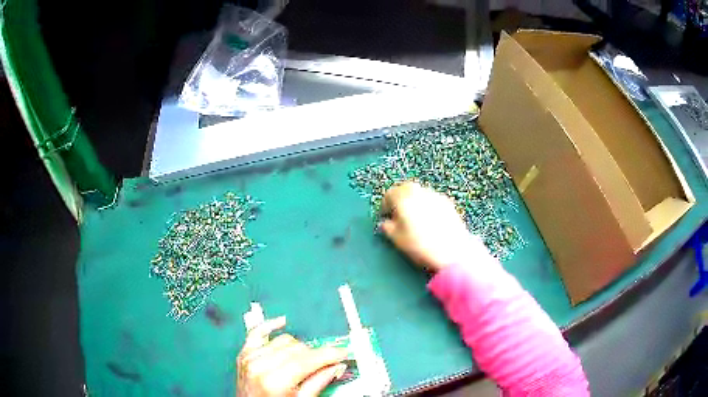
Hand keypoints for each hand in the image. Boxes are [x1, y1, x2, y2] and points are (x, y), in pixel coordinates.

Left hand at [237, 317, 347, 395]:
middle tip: (327, 362)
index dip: (329, 354)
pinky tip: (282, 322)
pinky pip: (257, 332)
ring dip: (298, 348)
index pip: (307, 360)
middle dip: (315, 354)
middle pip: (297, 348)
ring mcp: (250, 358)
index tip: (342, 352)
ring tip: (303, 361)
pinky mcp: (244, 354)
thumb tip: (337, 365)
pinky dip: (270, 326)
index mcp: (274, 381)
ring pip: (284, 340)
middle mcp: (260, 366)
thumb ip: (319, 382)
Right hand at [380, 181, 482, 271]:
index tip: (385, 217)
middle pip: (405, 189)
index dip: (385, 206)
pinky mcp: (448, 203)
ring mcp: (435, 195)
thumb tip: (385, 223)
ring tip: (414, 219)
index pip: (389, 194)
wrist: (454, 251)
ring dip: (413, 201)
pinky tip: (429, 221)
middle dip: (399, 200)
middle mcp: (419, 191)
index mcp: (404, 198)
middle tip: (397, 215)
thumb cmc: (421, 245)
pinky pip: (432, 200)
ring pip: (419, 193)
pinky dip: (426, 206)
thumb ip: (388, 228)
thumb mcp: (398, 240)